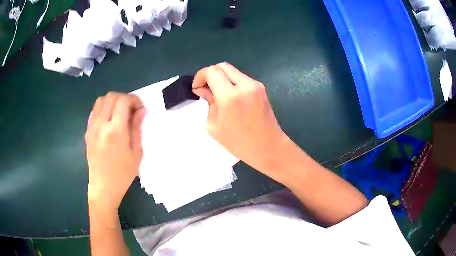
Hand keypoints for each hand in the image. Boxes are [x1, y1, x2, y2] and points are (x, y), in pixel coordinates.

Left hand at [85, 92, 145, 211]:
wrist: (103, 187)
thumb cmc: (122, 174)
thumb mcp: (136, 153)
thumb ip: (137, 128)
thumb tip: (140, 111)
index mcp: (115, 130)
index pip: (123, 100)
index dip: (134, 100)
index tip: (140, 110)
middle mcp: (101, 124)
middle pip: (111, 96)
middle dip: (124, 98)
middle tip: (131, 111)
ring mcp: (92, 127)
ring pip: (101, 100)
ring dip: (112, 102)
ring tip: (119, 114)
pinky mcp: (87, 132)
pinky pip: (94, 111)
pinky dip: (103, 109)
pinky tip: (109, 121)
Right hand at [192, 62, 287, 173]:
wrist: (268, 147)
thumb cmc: (239, 143)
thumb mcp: (214, 125)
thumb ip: (208, 102)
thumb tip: (204, 89)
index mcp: (230, 96)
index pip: (212, 72)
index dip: (200, 76)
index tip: (197, 88)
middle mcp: (245, 85)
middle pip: (222, 66)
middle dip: (210, 74)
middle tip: (205, 89)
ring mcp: (255, 85)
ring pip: (232, 71)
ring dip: (221, 78)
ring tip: (217, 94)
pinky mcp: (261, 88)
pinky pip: (241, 78)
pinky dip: (232, 82)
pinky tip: (230, 97)